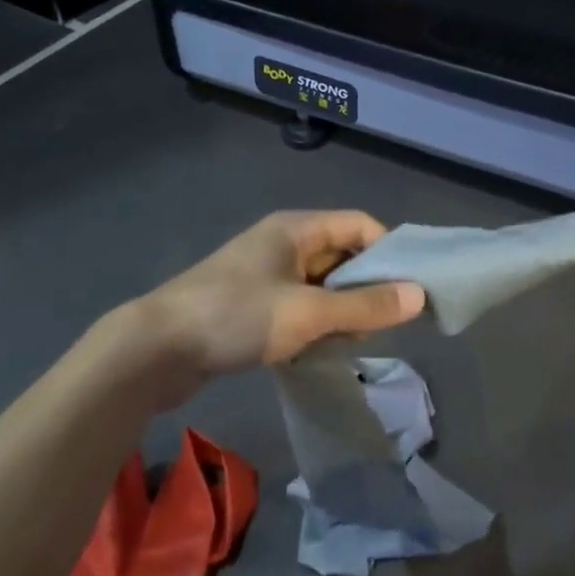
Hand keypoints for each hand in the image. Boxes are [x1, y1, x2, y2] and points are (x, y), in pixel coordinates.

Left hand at [140, 211, 424, 398]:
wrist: (155, 349)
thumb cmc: (237, 316)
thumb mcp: (308, 312)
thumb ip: (365, 305)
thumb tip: (419, 295)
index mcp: (296, 228)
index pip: (359, 225)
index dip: (388, 251)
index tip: (408, 289)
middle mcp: (282, 242)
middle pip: (341, 254)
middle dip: (366, 286)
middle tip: (385, 324)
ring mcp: (264, 273)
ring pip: (320, 284)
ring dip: (341, 309)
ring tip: (354, 342)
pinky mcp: (250, 303)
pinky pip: (298, 305)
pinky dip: (315, 322)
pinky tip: (320, 350)